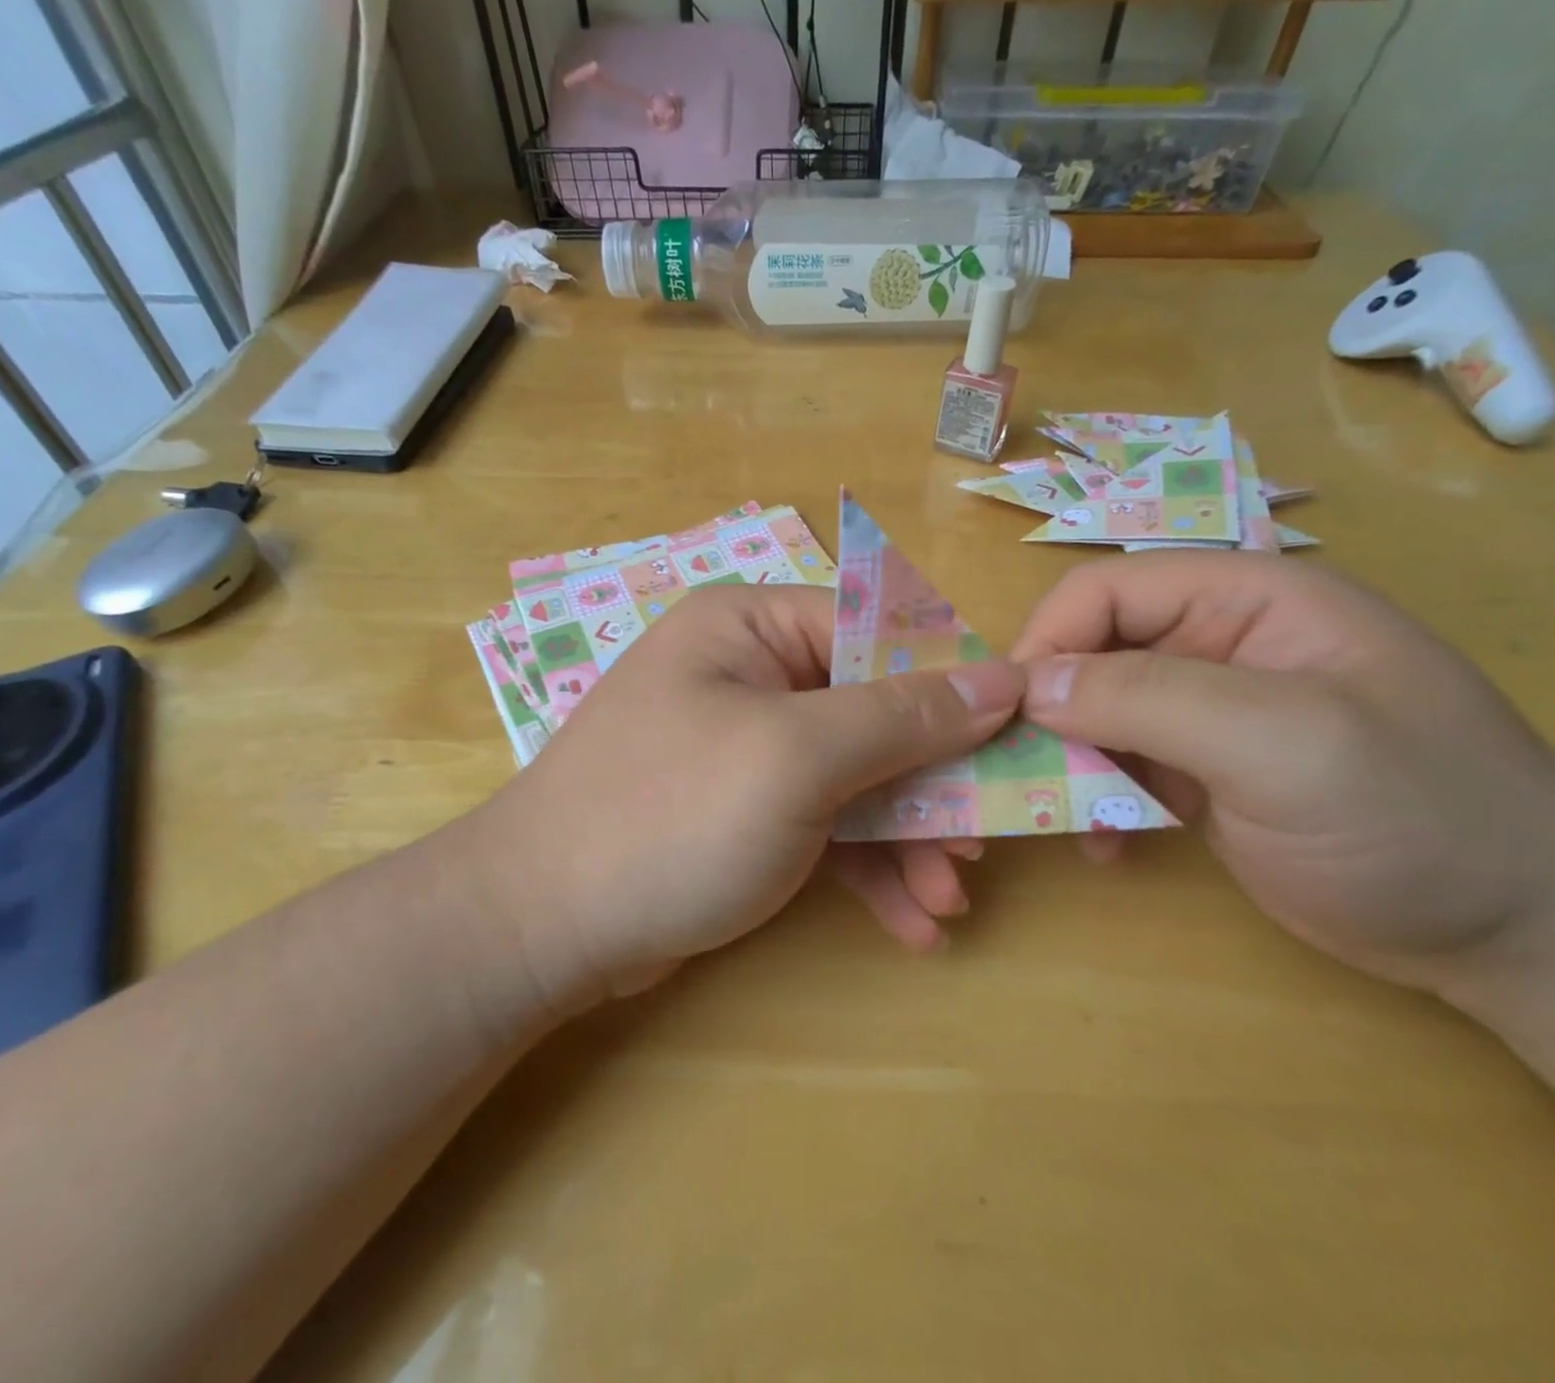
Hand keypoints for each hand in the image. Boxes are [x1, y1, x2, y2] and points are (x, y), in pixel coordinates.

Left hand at [475, 585, 1025, 1002]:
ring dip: (907, 840)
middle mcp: (751, 673)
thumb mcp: (796, 757)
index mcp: (752, 625)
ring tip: (947, 902)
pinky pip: (824, 824)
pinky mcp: (743, 811)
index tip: (1011, 740)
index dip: (949, 683)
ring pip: (855, 777)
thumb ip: (902, 716)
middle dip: (931, 784)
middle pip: (873, 711)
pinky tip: (907, 923)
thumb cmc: (670, 817)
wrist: (543, 928)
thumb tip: (1000, 677)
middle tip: (980, 844)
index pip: (878, 631)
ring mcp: (747, 746)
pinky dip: (867, 869)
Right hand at [1011, 553, 1554, 994]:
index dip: (1048, 641)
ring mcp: (1208, 710)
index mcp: (1246, 598)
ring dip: (1065, 758)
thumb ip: (1149, 697)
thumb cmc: (1418, 817)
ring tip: (1060, 815)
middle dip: (1047, 708)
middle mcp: (1218, 643)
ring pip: (1094, 710)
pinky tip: (1106, 842)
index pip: (1108, 591)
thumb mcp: (1285, 743)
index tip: (1010, 715)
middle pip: (1091, 650)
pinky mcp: (1200, 770)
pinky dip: (1095, 796)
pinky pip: (1118, 762)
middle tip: (1018, 772)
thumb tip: (1027, 685)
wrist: (1521, 937)